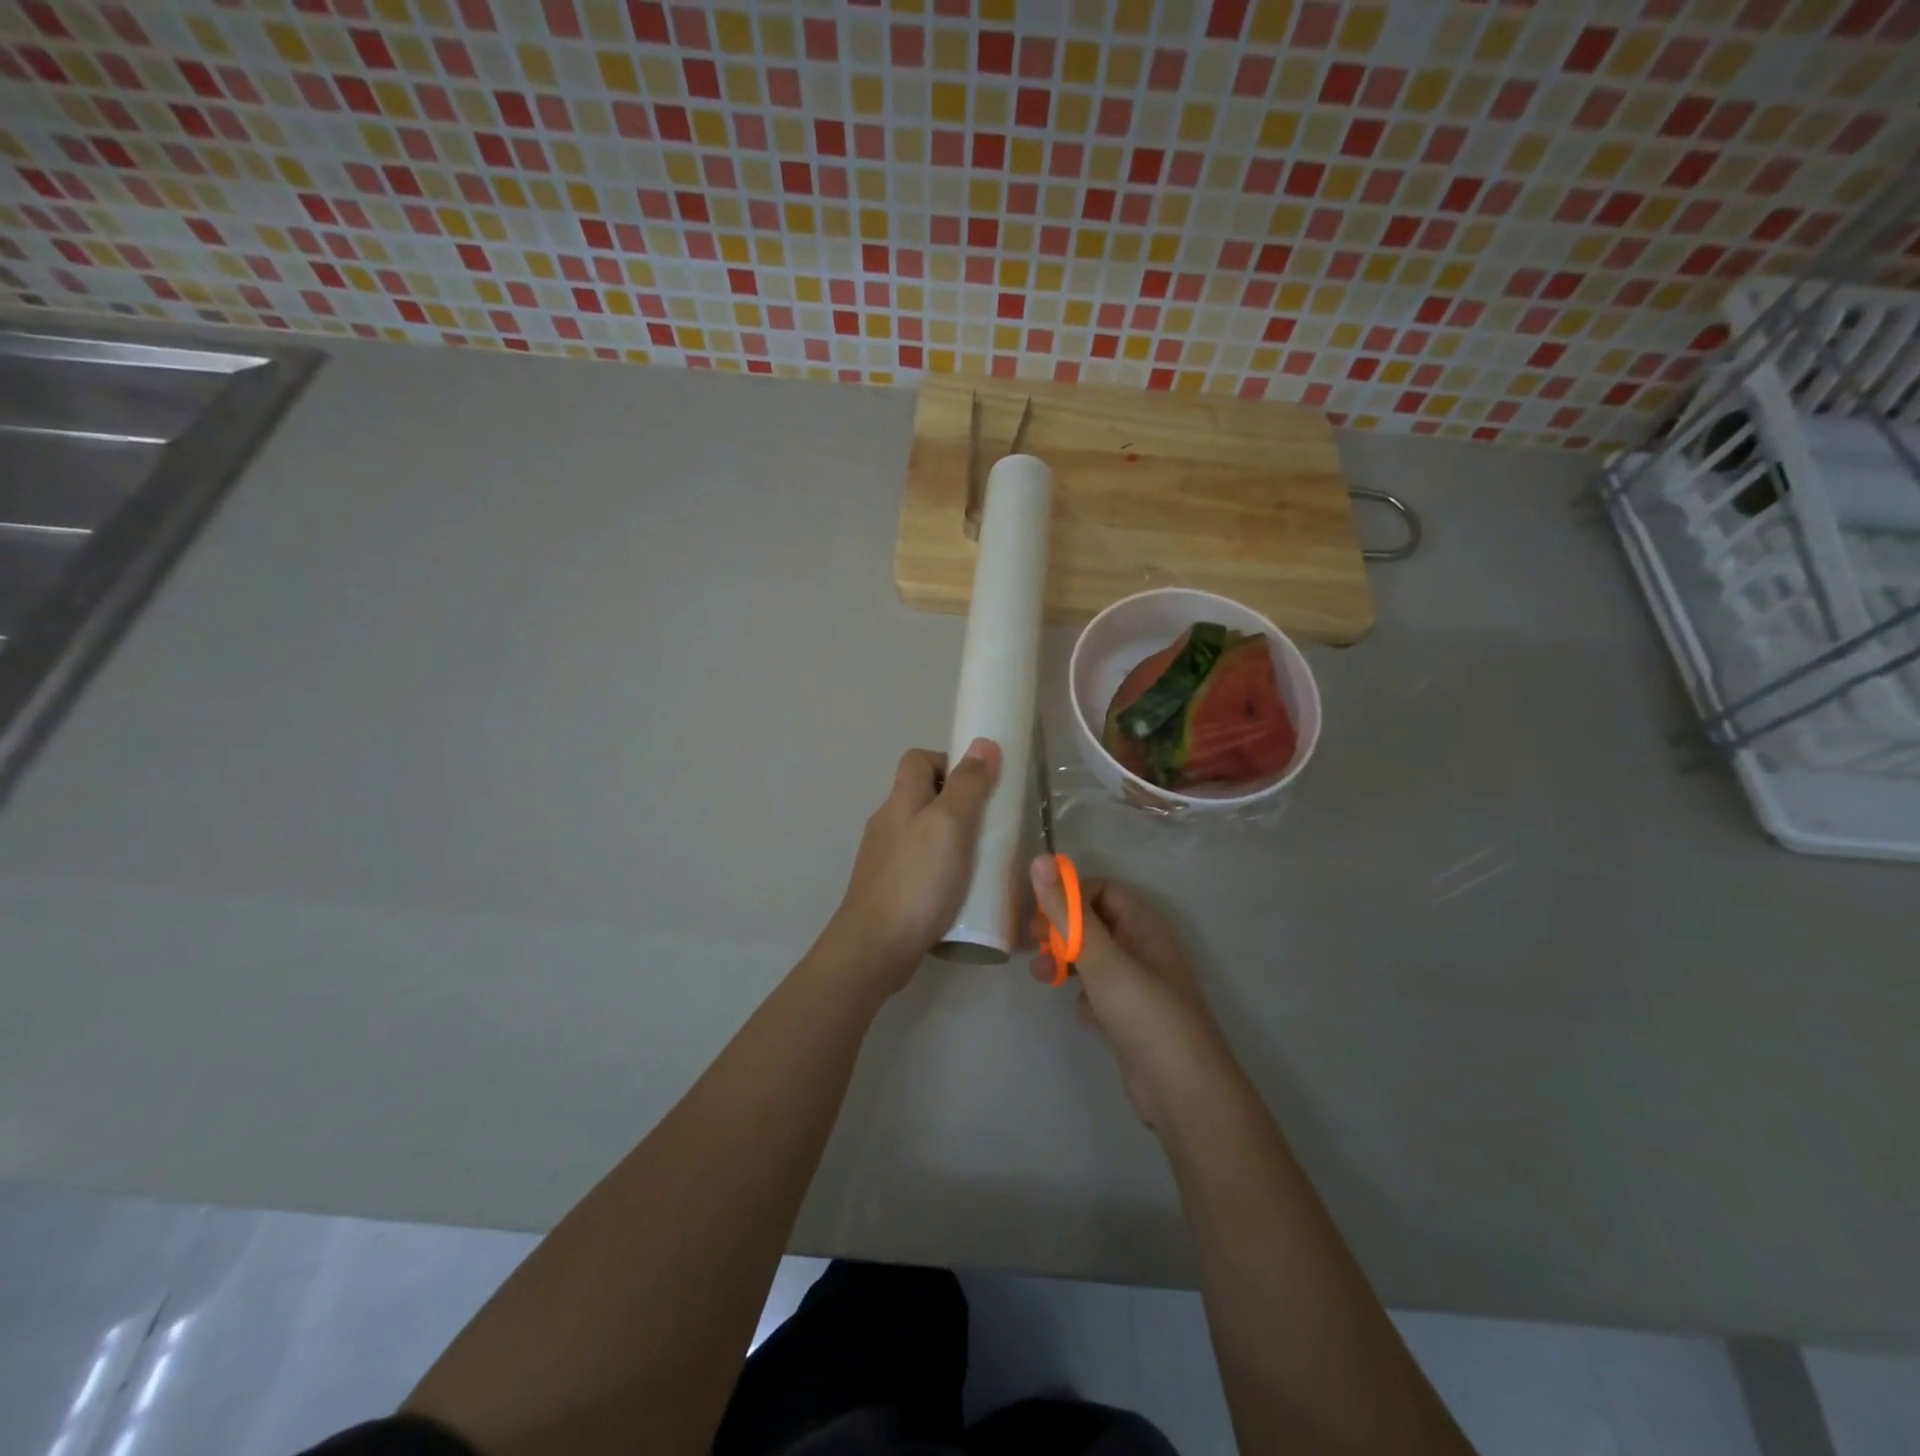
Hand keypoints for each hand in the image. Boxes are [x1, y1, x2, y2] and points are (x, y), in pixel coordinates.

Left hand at [825, 739, 1001, 995]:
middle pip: (923, 797)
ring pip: (924, 834)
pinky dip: (944, 870)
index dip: (949, 762)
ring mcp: (886, 859)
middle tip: (991, 827)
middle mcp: (888, 824)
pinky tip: (962, 891)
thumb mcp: (950, 825)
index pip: (918, 760)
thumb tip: (983, 743)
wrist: (876, 947)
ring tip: (983, 861)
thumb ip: (968, 785)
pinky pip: (921, 867)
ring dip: (954, 841)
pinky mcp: (890, 891)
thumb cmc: (917, 880)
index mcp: (900, 801)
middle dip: (959, 805)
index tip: (980, 785)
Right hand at [1028, 857, 1232, 1129]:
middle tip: (1030, 946)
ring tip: (1043, 978)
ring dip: (1066, 961)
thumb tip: (1040, 859)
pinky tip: (1080, 1011)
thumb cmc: (1143, 1012)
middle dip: (1061, 931)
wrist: (1182, 1091)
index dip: (1068, 897)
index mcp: (1144, 925)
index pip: (1101, 891)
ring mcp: (1139, 984)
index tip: (1038, 916)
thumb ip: (1067, 911)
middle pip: (1094, 924)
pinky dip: (1085, 995)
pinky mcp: (1131, 1016)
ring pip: (1094, 959)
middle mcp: (1144, 948)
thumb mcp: (1099, 957)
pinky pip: (1100, 991)